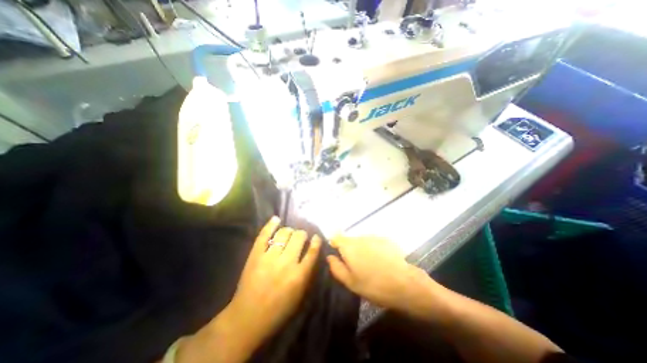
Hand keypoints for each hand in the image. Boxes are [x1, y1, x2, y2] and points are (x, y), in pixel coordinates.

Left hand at [226, 217, 321, 344]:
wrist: (247, 317)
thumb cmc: (278, 310)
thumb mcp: (299, 296)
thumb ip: (307, 273)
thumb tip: (311, 254)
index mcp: (299, 275)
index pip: (312, 251)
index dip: (316, 241)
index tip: (316, 237)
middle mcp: (286, 263)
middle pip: (299, 237)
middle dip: (302, 234)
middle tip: (300, 236)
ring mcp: (269, 257)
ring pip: (284, 233)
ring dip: (289, 230)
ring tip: (289, 232)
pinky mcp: (255, 255)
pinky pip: (264, 235)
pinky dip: (270, 225)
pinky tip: (276, 219)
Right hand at [329, 237, 445, 315]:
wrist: (404, 284)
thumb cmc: (373, 285)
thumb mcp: (350, 282)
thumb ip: (336, 267)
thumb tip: (330, 257)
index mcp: (349, 246)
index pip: (336, 237)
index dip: (334, 245)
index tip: (338, 256)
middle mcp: (360, 237)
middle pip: (350, 240)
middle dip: (350, 250)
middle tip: (356, 267)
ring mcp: (374, 237)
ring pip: (362, 242)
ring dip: (362, 250)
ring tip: (370, 266)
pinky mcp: (386, 240)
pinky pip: (373, 243)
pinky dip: (373, 250)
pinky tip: (381, 263)